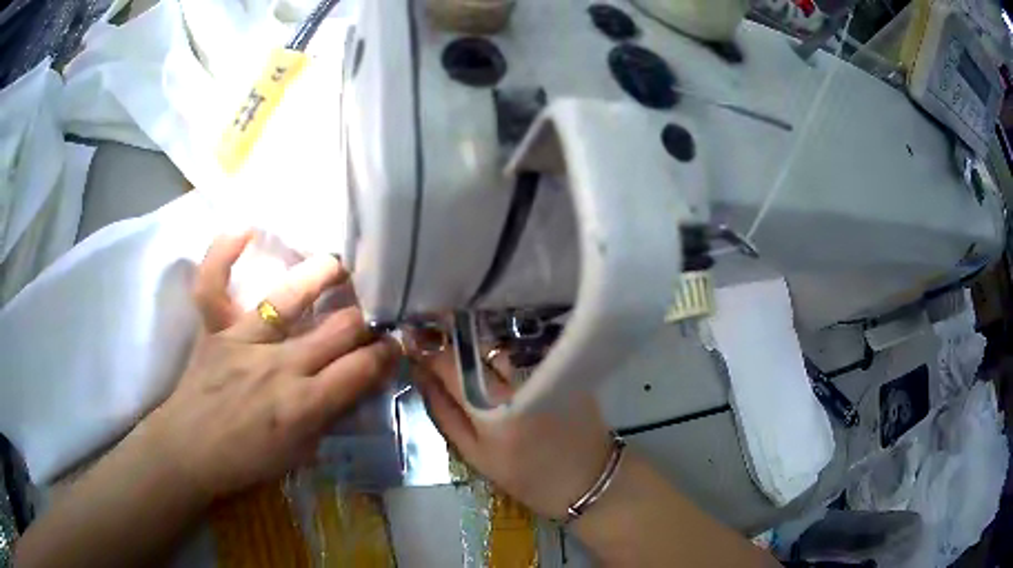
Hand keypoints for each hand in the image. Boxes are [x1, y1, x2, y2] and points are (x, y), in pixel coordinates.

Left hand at [144, 232, 400, 501]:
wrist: (188, 452)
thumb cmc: (244, 462)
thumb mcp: (299, 453)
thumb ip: (327, 416)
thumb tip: (351, 385)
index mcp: (304, 405)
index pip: (361, 368)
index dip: (387, 353)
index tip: (395, 344)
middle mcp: (280, 366)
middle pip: (338, 330)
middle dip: (366, 320)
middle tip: (374, 314)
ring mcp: (244, 341)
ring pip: (291, 297)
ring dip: (324, 277)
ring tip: (341, 267)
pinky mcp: (215, 330)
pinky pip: (214, 284)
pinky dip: (224, 254)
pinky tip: (246, 230)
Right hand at [412, 344, 612, 519]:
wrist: (586, 478)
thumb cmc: (526, 475)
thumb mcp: (475, 454)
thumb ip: (444, 413)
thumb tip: (421, 376)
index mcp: (490, 406)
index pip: (449, 362)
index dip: (427, 350)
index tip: (414, 344)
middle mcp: (516, 378)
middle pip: (475, 344)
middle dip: (451, 340)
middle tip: (436, 342)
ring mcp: (543, 368)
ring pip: (499, 343)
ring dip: (478, 343)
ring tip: (467, 351)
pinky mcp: (563, 365)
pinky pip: (523, 347)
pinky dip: (504, 348)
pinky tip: (497, 357)